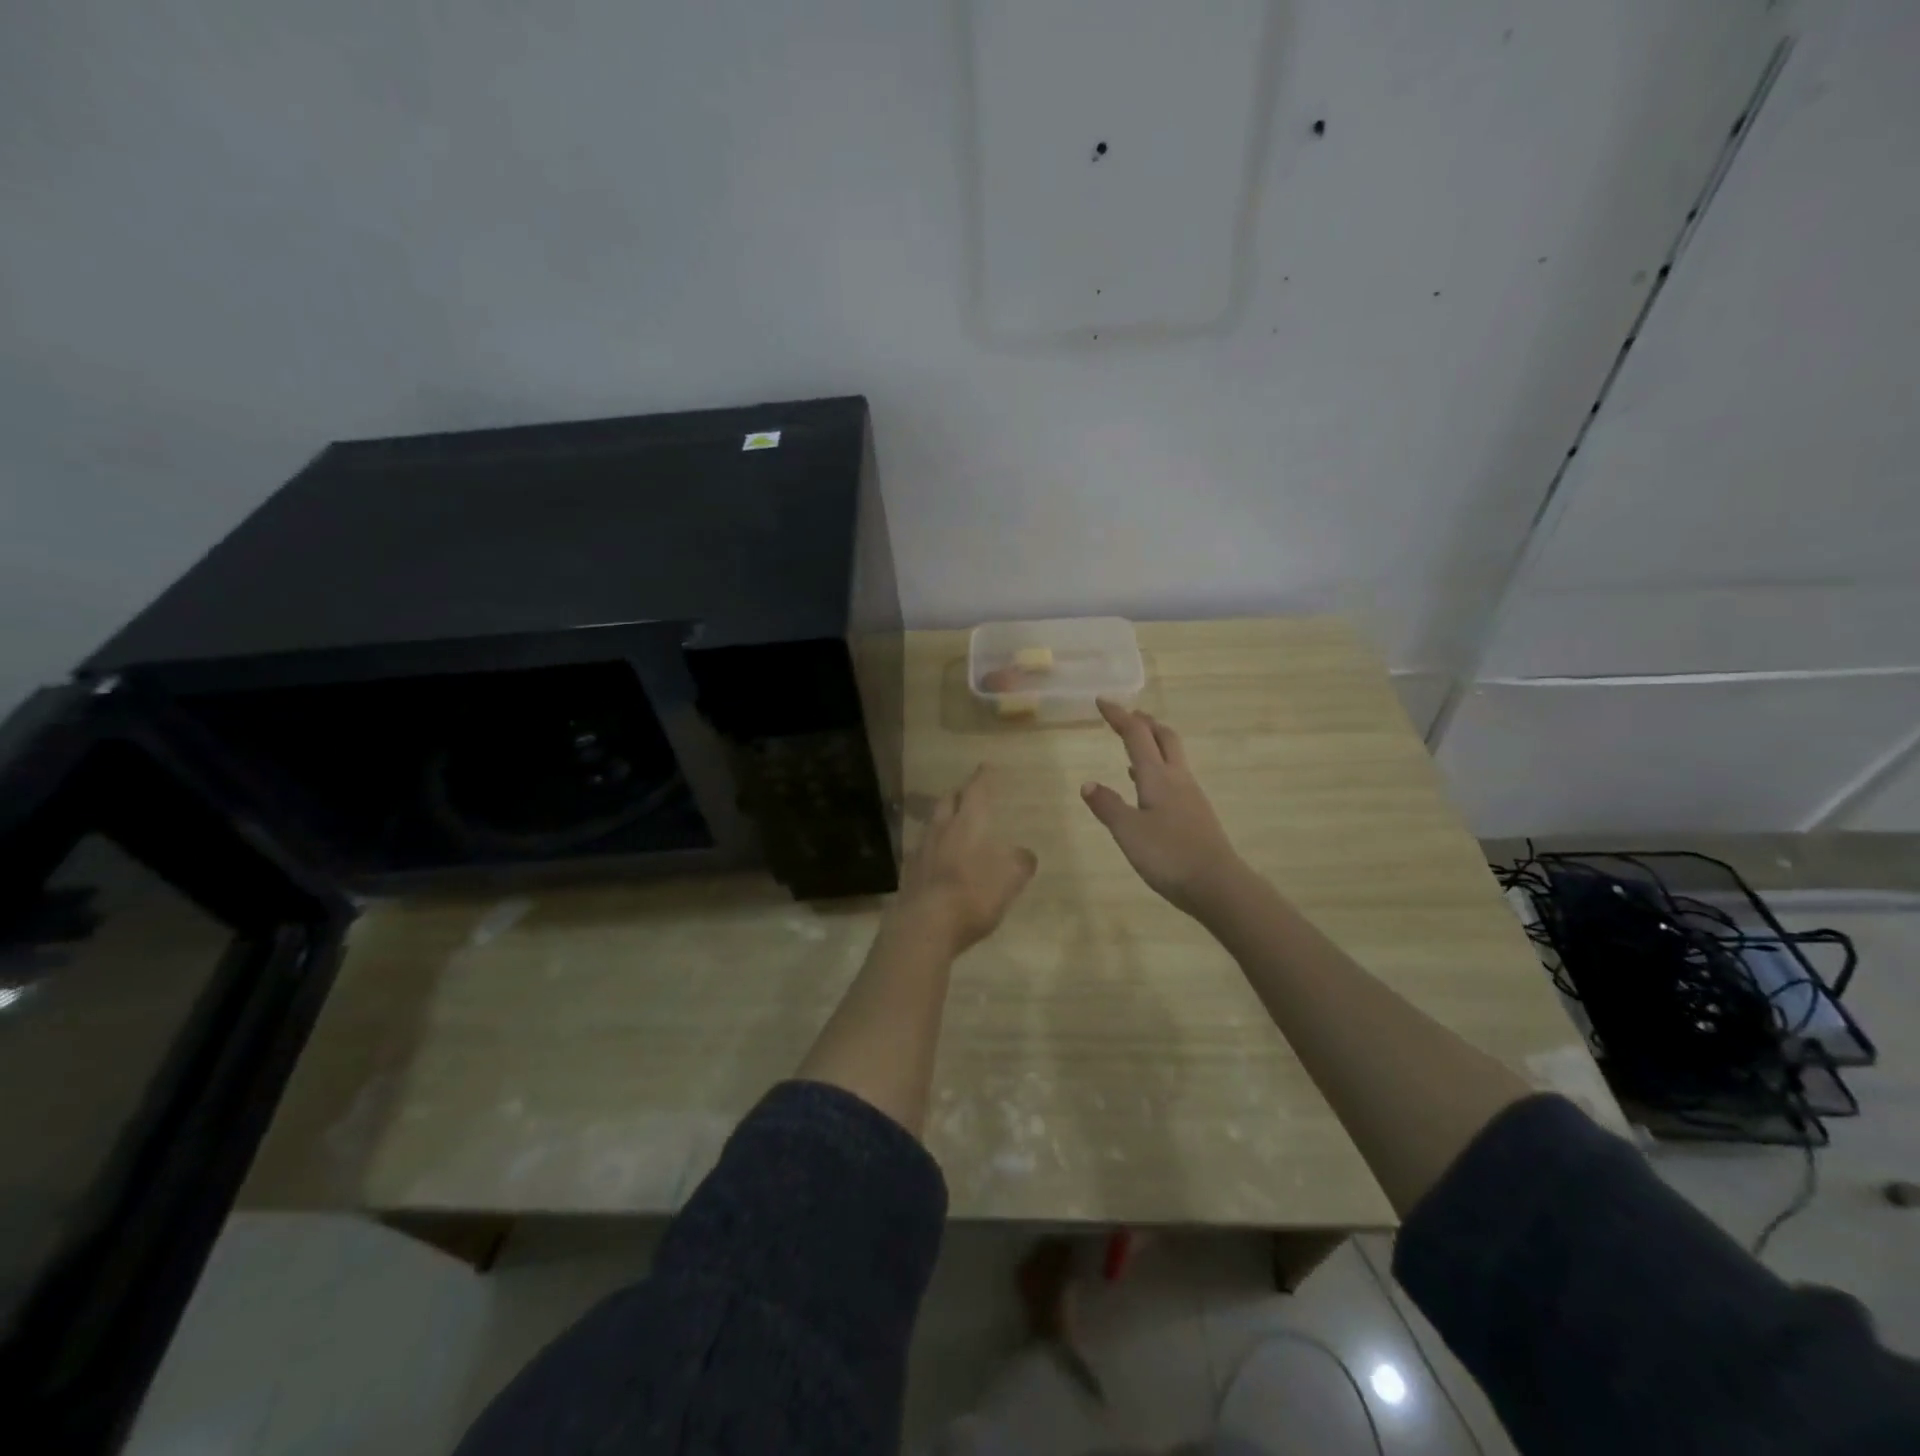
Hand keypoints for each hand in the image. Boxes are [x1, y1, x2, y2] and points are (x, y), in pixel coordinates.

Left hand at [895, 766, 1037, 953]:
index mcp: (967, 824)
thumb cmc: (972, 895)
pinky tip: (938, 858)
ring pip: (932, 824)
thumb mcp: (1010, 879)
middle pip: (947, 801)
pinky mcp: (910, 873)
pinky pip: (923, 850)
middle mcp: (941, 830)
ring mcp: (921, 851)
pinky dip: (933, 848)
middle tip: (967, 792)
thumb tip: (1024, 854)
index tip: (985, 766)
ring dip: (943, 819)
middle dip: (958, 793)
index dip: (981, 778)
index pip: (975, 791)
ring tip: (952, 824)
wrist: (925, 926)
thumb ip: (1020, 862)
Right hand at [1081, 699, 1243, 918]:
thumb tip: (1088, 783)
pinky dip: (1158, 770)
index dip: (1118, 716)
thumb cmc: (1169, 855)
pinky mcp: (1195, 814)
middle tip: (1127, 715)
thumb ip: (1108, 806)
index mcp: (1157, 776)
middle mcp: (1177, 779)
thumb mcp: (1128, 831)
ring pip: (1172, 757)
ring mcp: (1190, 796)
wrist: (1218, 885)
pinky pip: (1174, 779)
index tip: (1102, 701)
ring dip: (1153, 744)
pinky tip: (1147, 788)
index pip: (1136, 735)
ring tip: (1135, 745)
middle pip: (1164, 738)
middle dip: (1145, 722)